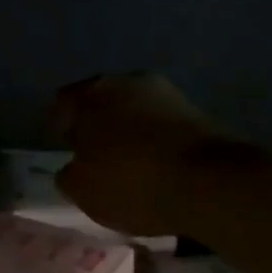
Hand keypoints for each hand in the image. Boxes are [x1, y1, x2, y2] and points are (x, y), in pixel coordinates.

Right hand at [52, 74, 240, 235]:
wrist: (213, 184)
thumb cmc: (131, 182)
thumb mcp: (82, 190)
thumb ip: (69, 174)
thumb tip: (74, 167)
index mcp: (89, 94)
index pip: (62, 103)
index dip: (58, 126)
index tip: (63, 149)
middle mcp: (126, 82)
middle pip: (101, 102)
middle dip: (96, 125)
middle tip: (93, 154)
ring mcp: (167, 93)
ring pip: (134, 111)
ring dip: (128, 131)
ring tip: (128, 163)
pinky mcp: (199, 112)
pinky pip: (162, 125)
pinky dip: (155, 141)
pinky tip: (156, 166)